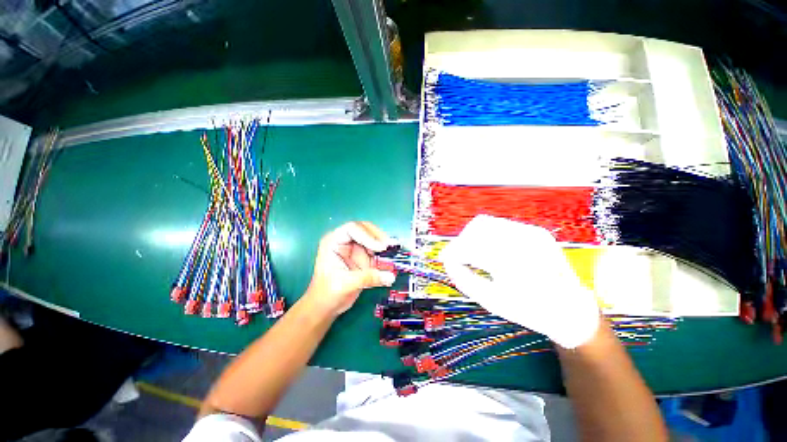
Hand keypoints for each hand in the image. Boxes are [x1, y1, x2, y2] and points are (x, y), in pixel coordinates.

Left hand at [304, 222, 396, 316]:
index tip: (380, 247)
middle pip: (364, 229)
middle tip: (390, 246)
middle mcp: (345, 241)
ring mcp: (355, 248)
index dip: (367, 235)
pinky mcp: (363, 257)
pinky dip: (384, 254)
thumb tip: (390, 276)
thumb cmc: (327, 294)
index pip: (352, 229)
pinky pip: (376, 251)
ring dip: (383, 244)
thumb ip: (368, 278)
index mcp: (333, 242)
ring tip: (394, 251)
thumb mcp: (346, 284)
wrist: (325, 307)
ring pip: (372, 238)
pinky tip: (391, 259)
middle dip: (378, 237)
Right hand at [440, 215, 599, 348]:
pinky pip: (502, 225)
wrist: (569, 309)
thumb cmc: (528, 310)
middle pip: (476, 228)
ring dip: (474, 235)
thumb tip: (448, 261)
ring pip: (487, 222)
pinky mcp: (535, 231)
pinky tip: (490, 249)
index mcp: (510, 261)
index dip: (453, 252)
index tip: (446, 259)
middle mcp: (521, 240)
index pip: (469, 247)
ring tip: (473, 252)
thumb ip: (463, 278)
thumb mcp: (490, 300)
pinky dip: (489, 234)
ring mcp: (530, 232)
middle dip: (462, 241)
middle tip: (459, 256)